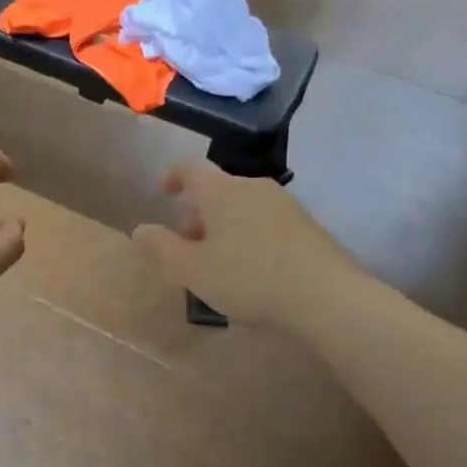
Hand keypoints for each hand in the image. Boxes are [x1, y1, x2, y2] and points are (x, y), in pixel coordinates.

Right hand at [132, 160, 361, 329]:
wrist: (326, 297)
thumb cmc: (248, 279)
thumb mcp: (191, 270)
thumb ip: (160, 247)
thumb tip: (140, 230)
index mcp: (221, 191)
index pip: (189, 168)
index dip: (172, 177)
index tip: (163, 194)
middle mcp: (253, 187)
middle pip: (217, 190)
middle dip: (197, 213)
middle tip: (188, 247)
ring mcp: (284, 204)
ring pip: (242, 206)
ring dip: (223, 226)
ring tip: (219, 263)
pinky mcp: (307, 225)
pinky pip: (265, 221)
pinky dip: (249, 235)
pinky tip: (252, 269)